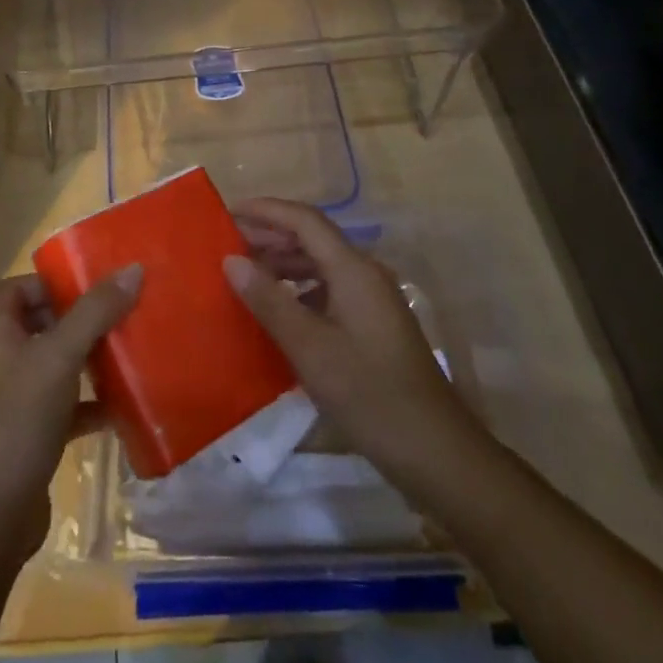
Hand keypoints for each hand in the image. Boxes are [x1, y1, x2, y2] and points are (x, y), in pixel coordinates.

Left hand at [0, 266, 141, 557]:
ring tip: (129, 352)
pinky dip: (90, 405)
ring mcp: (14, 401)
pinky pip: (65, 408)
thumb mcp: (60, 355)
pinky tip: (123, 408)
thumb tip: (133, 268)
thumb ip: (95, 312)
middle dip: (79, 319)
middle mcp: (1, 360)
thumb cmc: (18, 417)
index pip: (17, 288)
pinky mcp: (30, 437)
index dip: (49, 282)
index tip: (91, 285)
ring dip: (88, 360)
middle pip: (41, 325)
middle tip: (121, 314)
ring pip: (56, 367)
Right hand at [224, 198, 481, 491]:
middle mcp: (365, 274)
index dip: (265, 211)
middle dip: (269, 237)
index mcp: (353, 269)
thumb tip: (232, 260)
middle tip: (226, 246)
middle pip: (312, 239)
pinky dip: (298, 291)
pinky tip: (277, 312)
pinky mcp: (373, 325)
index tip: (227, 213)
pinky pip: (329, 290)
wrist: (436, 452)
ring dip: (282, 265)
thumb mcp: (310, 348)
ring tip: (244, 277)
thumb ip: (269, 300)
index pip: (304, 220)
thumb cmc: (370, 394)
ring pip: (320, 266)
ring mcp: (372, 300)